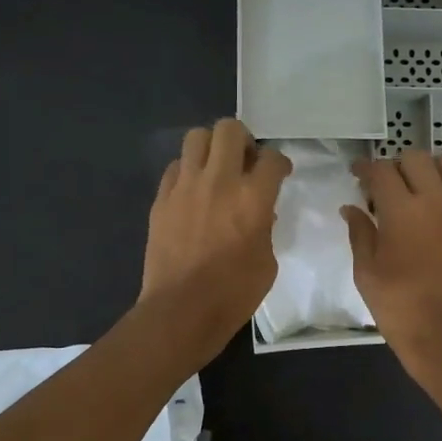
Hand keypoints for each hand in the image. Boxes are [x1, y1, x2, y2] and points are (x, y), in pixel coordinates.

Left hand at [139, 118, 290, 354]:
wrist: (181, 310)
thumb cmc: (234, 293)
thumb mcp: (267, 261)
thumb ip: (266, 227)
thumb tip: (260, 213)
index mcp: (253, 197)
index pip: (272, 158)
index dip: (280, 162)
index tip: (280, 173)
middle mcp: (219, 181)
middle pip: (229, 129)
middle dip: (243, 140)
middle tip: (245, 160)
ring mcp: (185, 187)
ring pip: (196, 137)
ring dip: (211, 147)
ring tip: (216, 169)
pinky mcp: (161, 199)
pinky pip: (175, 167)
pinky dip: (188, 171)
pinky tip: (193, 191)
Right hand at [342, 150, 441, 378]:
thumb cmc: (398, 305)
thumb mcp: (366, 271)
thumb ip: (359, 232)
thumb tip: (352, 208)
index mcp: (401, 209)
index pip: (381, 170)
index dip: (365, 167)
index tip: (357, 174)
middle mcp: (435, 200)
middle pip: (415, 158)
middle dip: (395, 166)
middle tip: (385, 187)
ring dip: (428, 169)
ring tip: (416, 189)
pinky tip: (435, 213)